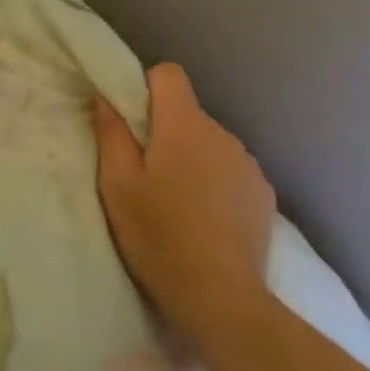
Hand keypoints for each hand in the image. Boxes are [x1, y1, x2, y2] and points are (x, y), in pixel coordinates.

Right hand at [93, 64, 275, 350]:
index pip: (169, 74)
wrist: (220, 296)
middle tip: (144, 171)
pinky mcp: (264, 194)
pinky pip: (230, 168)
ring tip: (175, 199)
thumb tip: (105, 97)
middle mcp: (223, 134)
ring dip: (190, 156)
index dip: (145, 86)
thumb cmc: (157, 234)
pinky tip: (203, 216)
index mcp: (184, 126)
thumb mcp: (117, 184)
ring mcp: (249, 165)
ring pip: (208, 142)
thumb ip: (111, 133)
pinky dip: (214, 180)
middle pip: (187, 111)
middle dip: (164, 129)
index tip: (131, 121)